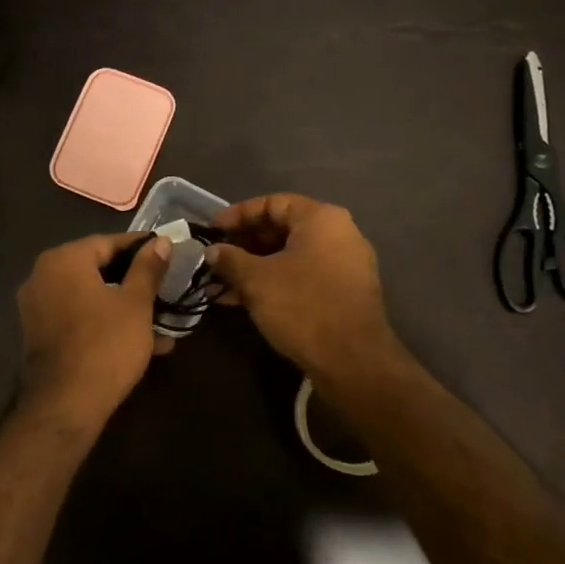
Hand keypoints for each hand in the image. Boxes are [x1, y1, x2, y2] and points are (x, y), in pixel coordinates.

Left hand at [17, 232, 171, 425]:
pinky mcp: (39, 334)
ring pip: (90, 296)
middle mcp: (42, 276)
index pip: (109, 242)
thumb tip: (161, 242)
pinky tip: (139, 341)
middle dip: (134, 281)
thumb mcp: (136, 303)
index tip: (169, 255)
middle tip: (166, 289)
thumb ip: (148, 268)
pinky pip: (78, 317)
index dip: (142, 248)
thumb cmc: (105, 345)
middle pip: (97, 268)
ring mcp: (37, 307)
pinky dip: (105, 322)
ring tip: (160, 321)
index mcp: (64, 260)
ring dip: (124, 306)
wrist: (66, 405)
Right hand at [208, 194, 401, 379]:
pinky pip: (301, 277)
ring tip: (219, 285)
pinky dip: (273, 283)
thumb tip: (212, 251)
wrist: (352, 360)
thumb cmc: (302, 306)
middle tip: (215, 259)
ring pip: (289, 257)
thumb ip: (230, 259)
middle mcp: (338, 234)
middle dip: (243, 245)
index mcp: (321, 219)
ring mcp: (344, 265)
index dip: (238, 214)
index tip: (212, 229)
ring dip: (253, 269)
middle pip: (282, 229)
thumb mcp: (256, 280)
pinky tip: (240, 300)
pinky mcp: (342, 293)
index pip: (272, 203)